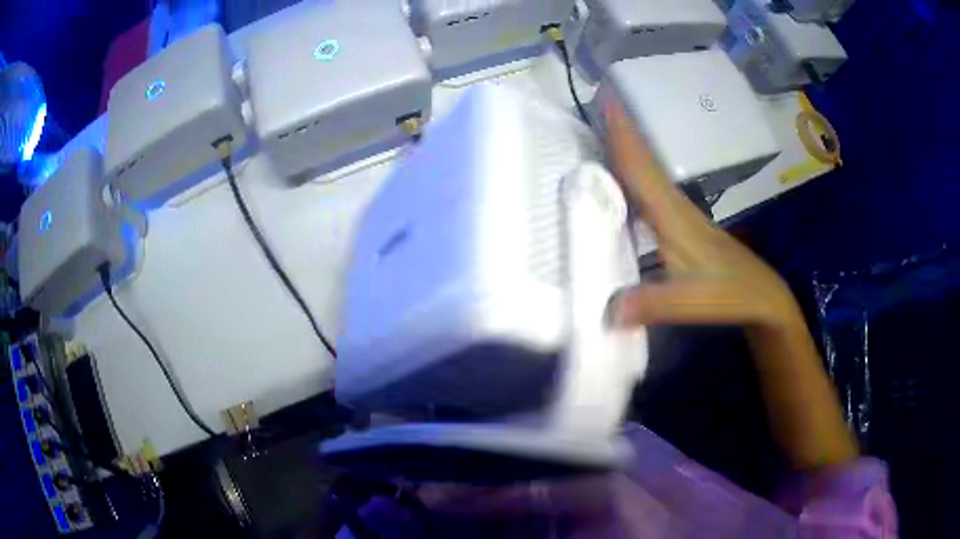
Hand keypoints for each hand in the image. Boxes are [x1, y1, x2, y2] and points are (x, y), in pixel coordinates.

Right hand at [603, 100, 800, 330]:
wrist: (763, 296)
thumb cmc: (733, 293)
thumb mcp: (696, 303)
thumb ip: (655, 304)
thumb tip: (606, 309)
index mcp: (674, 217)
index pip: (642, 168)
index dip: (622, 135)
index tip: (606, 98)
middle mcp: (674, 207)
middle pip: (641, 163)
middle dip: (617, 133)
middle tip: (590, 106)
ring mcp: (680, 215)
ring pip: (646, 175)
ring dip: (624, 152)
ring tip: (597, 135)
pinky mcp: (682, 226)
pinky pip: (649, 193)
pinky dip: (632, 178)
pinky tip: (620, 186)